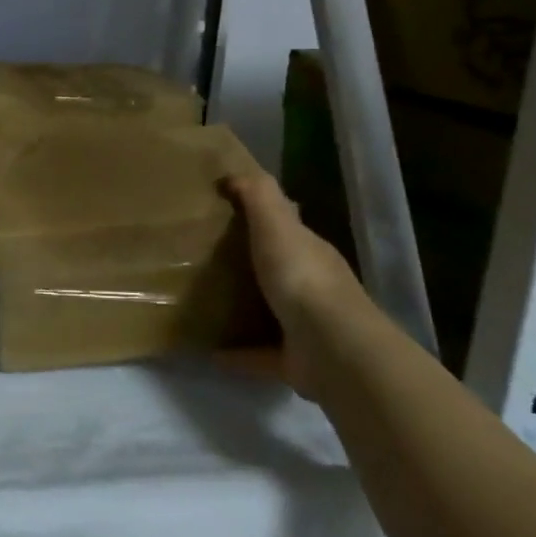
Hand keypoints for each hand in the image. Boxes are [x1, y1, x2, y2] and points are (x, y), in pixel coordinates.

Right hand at [226, 171, 373, 400]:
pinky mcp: (295, 361)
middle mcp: (313, 286)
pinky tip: (208, 351)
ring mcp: (307, 326)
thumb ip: (258, 195)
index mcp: (310, 251)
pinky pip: (260, 354)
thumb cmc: (301, 276)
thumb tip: (234, 175)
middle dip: (252, 263)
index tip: (226, 211)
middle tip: (206, 257)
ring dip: (246, 308)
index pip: (288, 227)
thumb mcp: (277, 223)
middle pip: (279, 268)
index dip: (262, 216)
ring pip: (272, 311)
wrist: (331, 348)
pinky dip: (237, 353)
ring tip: (204, 302)